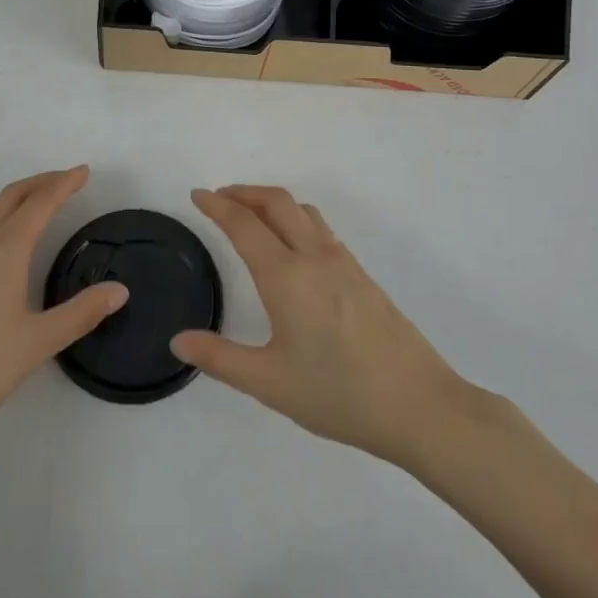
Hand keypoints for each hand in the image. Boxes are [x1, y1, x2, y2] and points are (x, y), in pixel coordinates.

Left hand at [0, 167, 127, 452]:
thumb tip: (120, 290)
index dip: (64, 184)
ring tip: (36, 202)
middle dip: (41, 182)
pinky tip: (2, 240)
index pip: (40, 203)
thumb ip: (81, 313)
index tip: (84, 171)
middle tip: (67, 181)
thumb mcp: (39, 342)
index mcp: (5, 249)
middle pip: (12, 196)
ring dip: (16, 195)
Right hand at [172, 186, 493, 468]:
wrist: (419, 405)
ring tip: (252, 214)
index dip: (217, 205)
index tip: (196, 195)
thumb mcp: (270, 383)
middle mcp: (313, 256)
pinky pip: (320, 228)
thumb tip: (178, 341)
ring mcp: (342, 262)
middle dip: (244, 192)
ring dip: (271, 201)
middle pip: (276, 202)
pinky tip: (293, 245)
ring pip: (302, 210)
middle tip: (219, 198)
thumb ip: (220, 359)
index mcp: (286, 276)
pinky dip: (295, 218)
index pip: (243, 224)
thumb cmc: (338, 394)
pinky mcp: (361, 274)